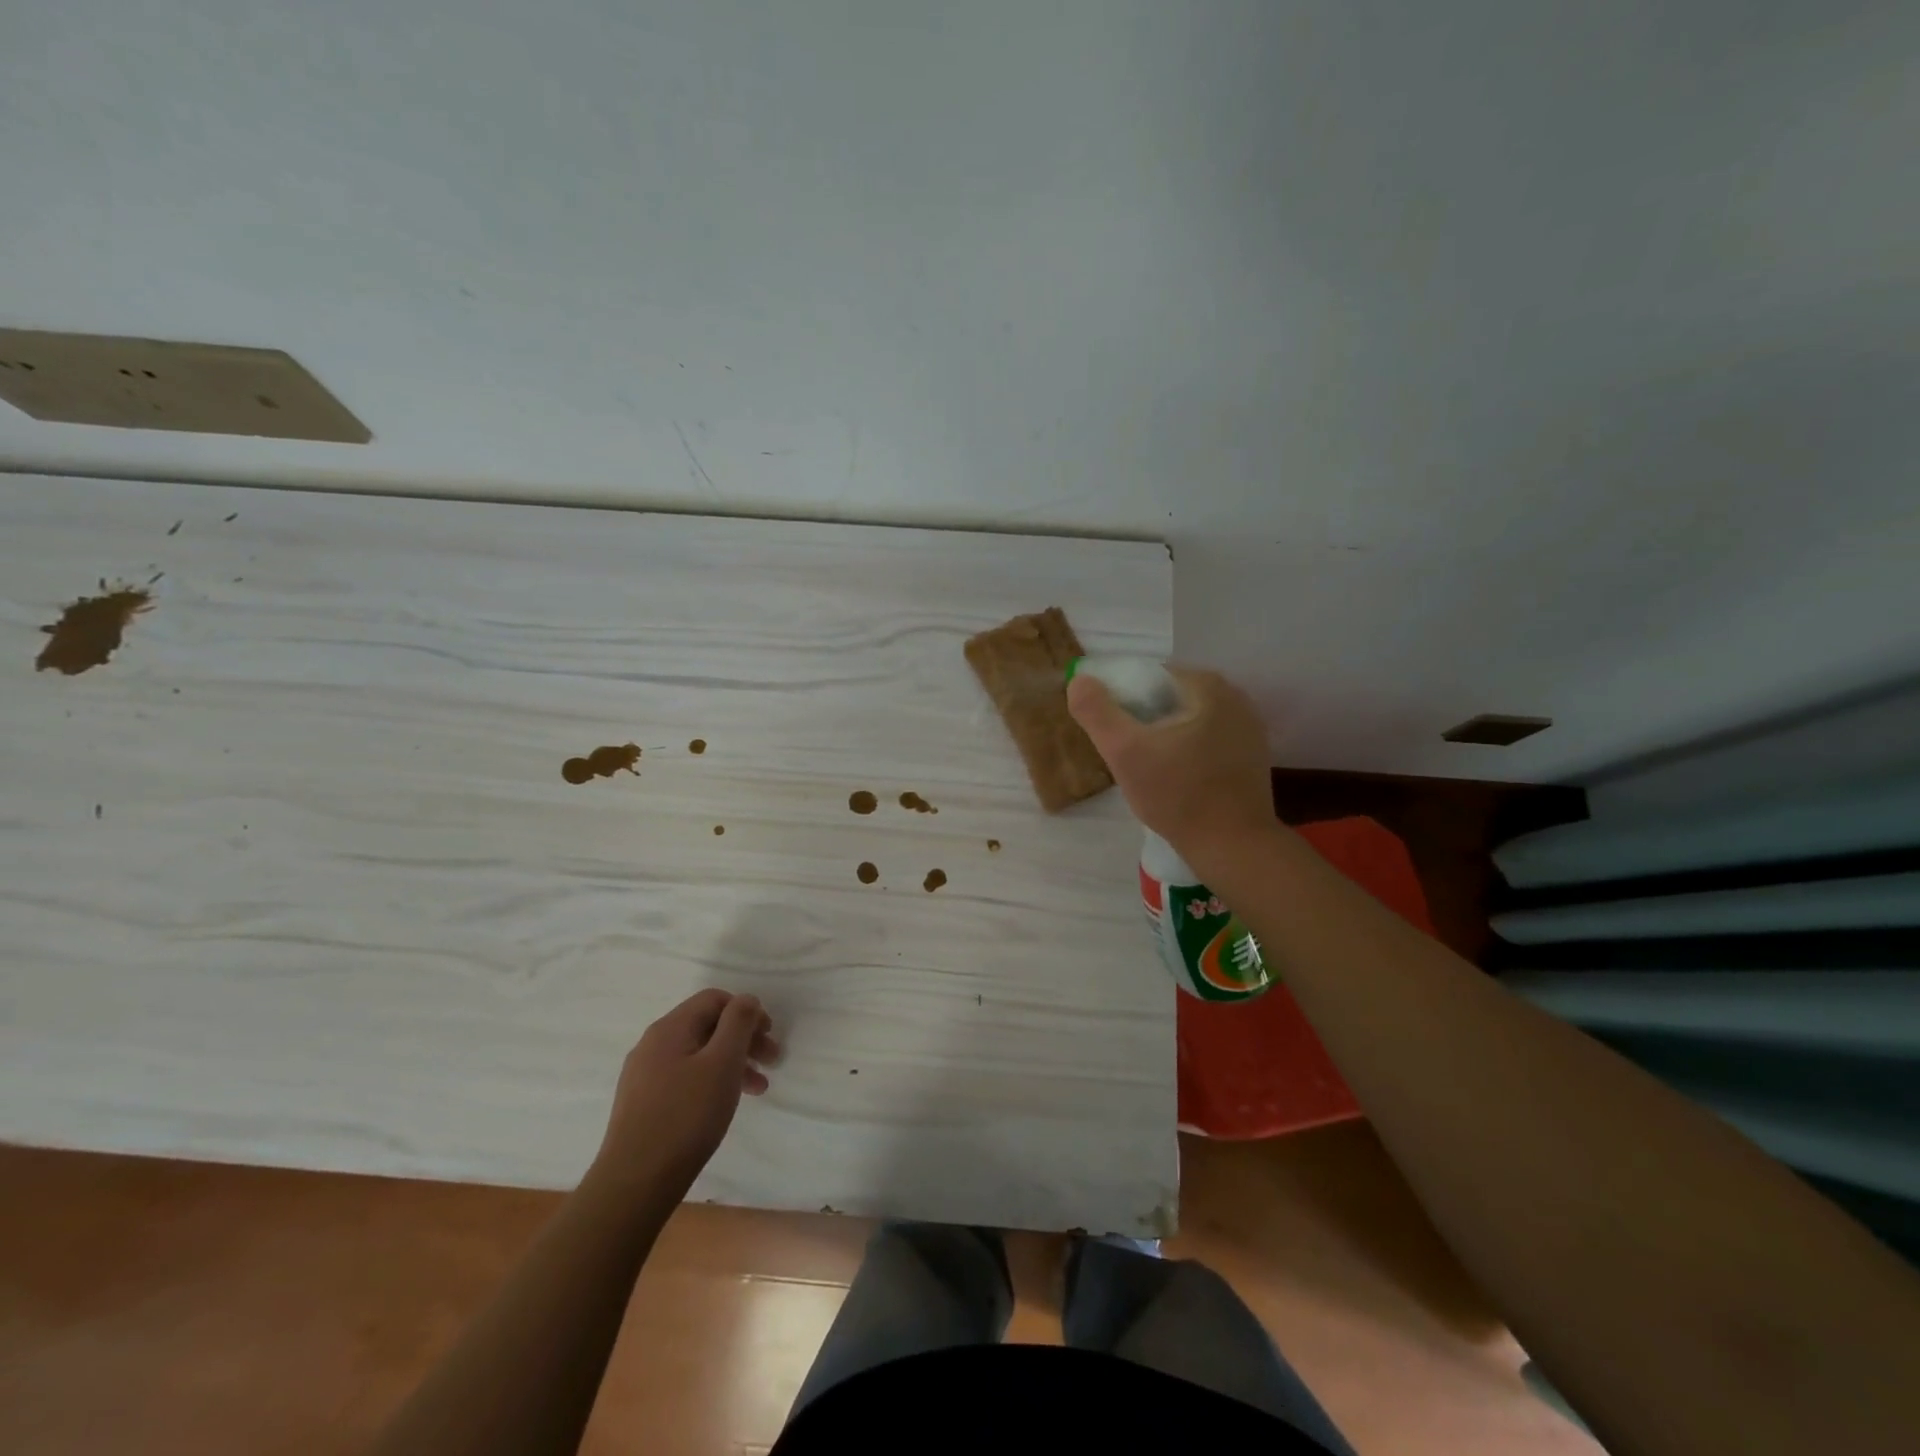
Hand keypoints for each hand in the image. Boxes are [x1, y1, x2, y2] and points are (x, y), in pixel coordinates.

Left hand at [593, 989, 779, 1196]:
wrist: (634, 1183)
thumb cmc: (686, 1116)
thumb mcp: (723, 1063)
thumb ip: (738, 1023)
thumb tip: (746, 1000)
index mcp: (670, 1028)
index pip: (714, 999)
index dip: (746, 1010)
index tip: (769, 1035)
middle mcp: (653, 1044)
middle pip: (707, 1026)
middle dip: (743, 1039)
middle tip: (772, 1062)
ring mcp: (644, 1075)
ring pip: (698, 1054)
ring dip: (732, 1063)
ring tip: (758, 1089)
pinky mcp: (643, 1103)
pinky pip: (685, 1077)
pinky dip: (711, 1081)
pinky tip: (724, 1104)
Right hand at [1067, 663, 1279, 864]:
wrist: (1233, 846)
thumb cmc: (1177, 795)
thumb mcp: (1124, 752)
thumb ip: (1096, 712)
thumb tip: (1079, 680)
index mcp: (1208, 686)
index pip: (1152, 677)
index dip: (1125, 700)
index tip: (1113, 731)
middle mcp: (1236, 698)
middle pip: (1172, 698)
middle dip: (1146, 719)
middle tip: (1126, 752)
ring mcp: (1249, 728)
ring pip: (1191, 720)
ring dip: (1166, 736)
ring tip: (1148, 767)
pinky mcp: (1253, 756)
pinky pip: (1209, 741)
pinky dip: (1188, 751)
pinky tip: (1176, 778)